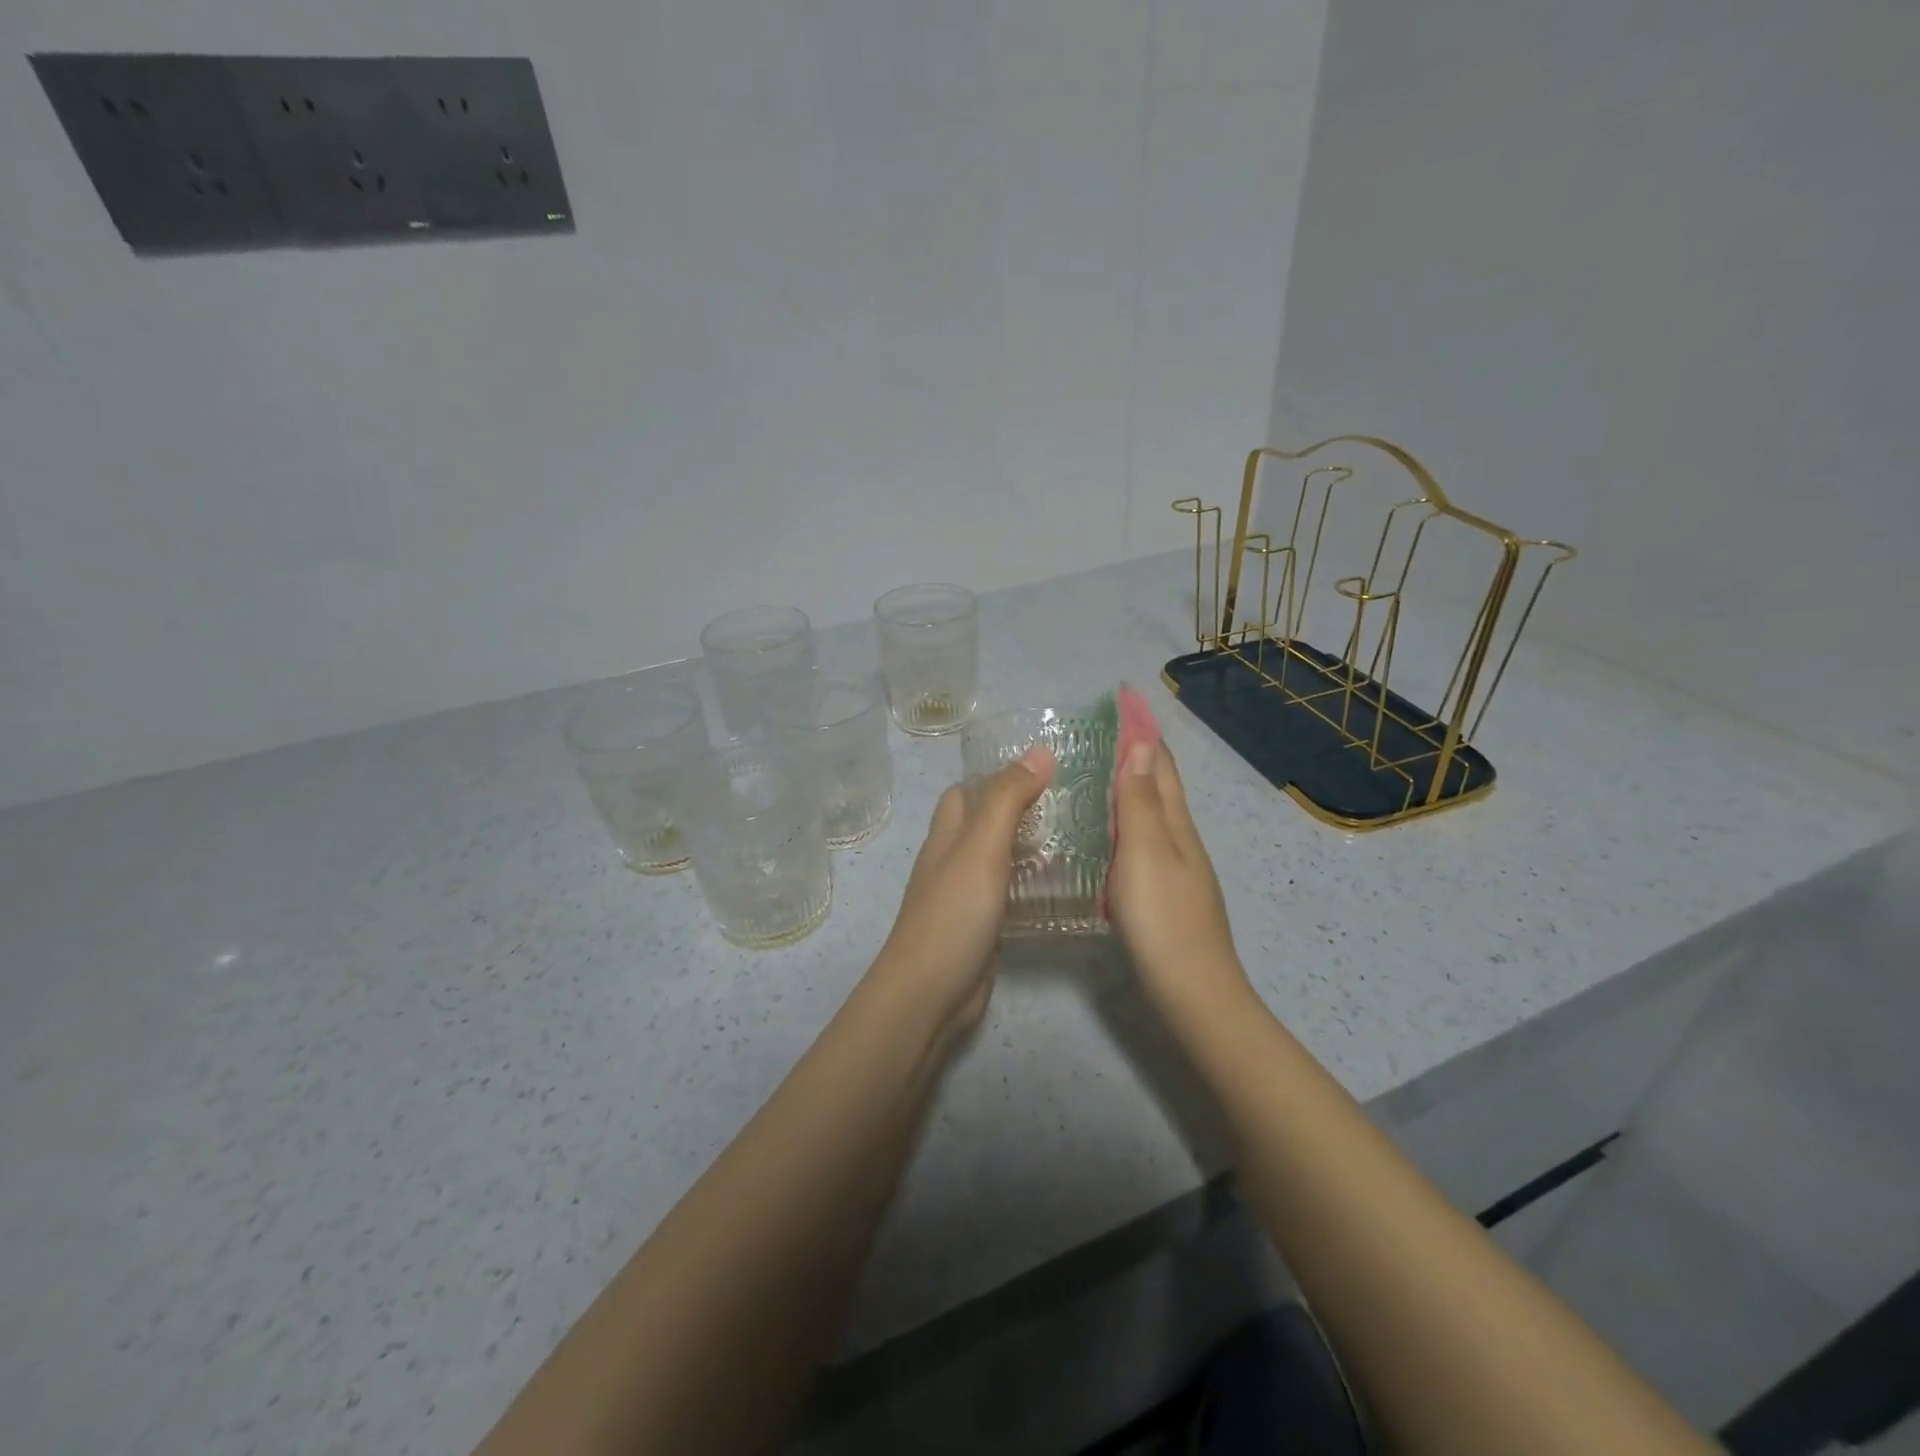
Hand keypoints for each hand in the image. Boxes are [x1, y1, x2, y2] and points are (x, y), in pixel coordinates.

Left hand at [867, 745, 1055, 1045]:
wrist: (930, 993)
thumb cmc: (953, 912)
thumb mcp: (981, 846)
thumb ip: (1008, 799)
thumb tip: (1039, 751)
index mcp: (947, 834)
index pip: (967, 790)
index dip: (998, 774)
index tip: (1046, 766)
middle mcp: (953, 859)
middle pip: (986, 822)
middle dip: (1022, 808)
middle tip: (1074, 801)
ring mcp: (967, 895)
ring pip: (1000, 858)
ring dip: (1031, 846)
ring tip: (1081, 836)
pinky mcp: (983, 926)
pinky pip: (1010, 893)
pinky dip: (1032, 884)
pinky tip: (1065, 885)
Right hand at [1108, 739, 1249, 1019]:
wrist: (1192, 992)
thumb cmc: (1162, 918)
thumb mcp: (1144, 852)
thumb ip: (1140, 800)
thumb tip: (1143, 742)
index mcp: (1175, 823)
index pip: (1160, 763)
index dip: (1142, 730)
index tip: (1122, 698)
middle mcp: (1180, 839)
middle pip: (1160, 785)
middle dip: (1137, 752)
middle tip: (1101, 731)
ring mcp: (1177, 868)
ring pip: (1152, 814)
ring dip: (1130, 786)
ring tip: (1095, 773)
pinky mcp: (1166, 894)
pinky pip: (1142, 841)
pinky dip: (1126, 822)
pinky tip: (1106, 835)